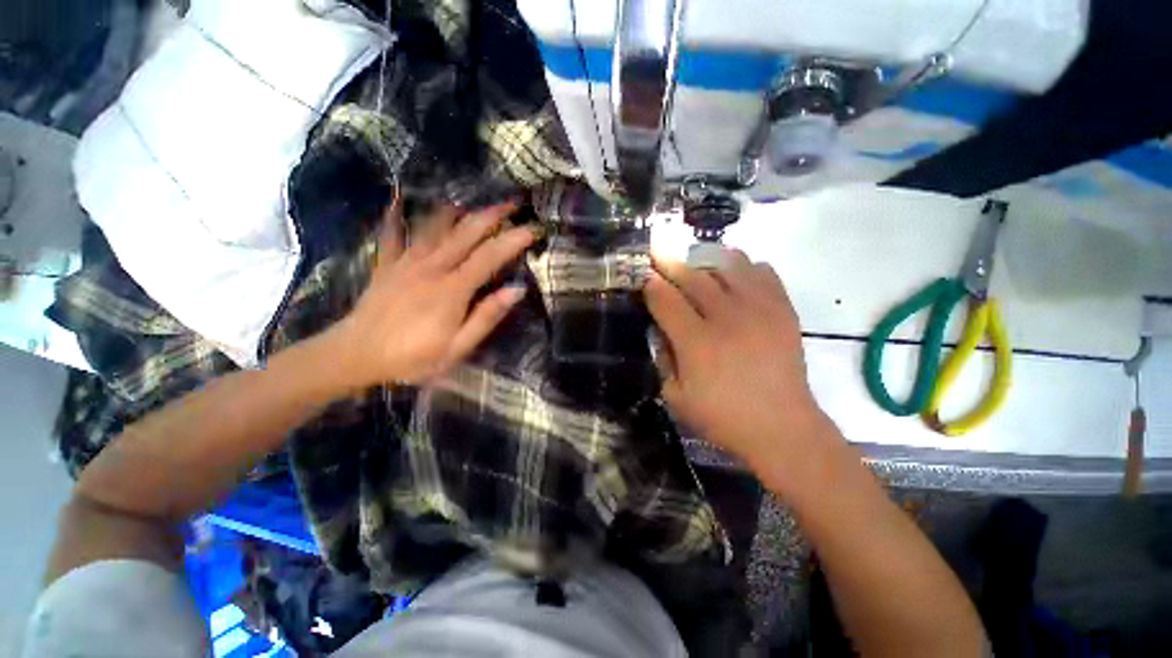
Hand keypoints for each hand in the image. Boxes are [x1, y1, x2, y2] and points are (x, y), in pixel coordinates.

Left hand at [325, 200, 537, 386]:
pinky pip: (392, 233)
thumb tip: (517, 290)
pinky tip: (398, 199)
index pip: (491, 255)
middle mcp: (432, 266)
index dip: (514, 239)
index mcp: (453, 288)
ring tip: (472, 202)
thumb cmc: (413, 357)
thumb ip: (487, 316)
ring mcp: (406, 261)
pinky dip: (396, 215)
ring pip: (435, 226)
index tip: (533, 229)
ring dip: (457, 211)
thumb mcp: (458, 347)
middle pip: (466, 231)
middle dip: (492, 214)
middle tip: (512, 203)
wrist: (356, 356)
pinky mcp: (386, 264)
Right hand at [644, 251, 836, 471]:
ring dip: (704, 259)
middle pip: (692, 277)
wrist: (782, 428)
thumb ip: (662, 359)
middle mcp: (726, 318)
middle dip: (669, 263)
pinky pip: (762, 272)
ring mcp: (758, 310)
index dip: (649, 284)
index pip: (665, 299)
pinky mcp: (782, 310)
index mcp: (696, 342)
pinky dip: (744, 266)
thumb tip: (659, 328)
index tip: (642, 276)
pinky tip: (733, 274)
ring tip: (693, 260)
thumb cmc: (723, 417)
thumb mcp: (675, 397)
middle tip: (657, 252)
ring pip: (727, 266)